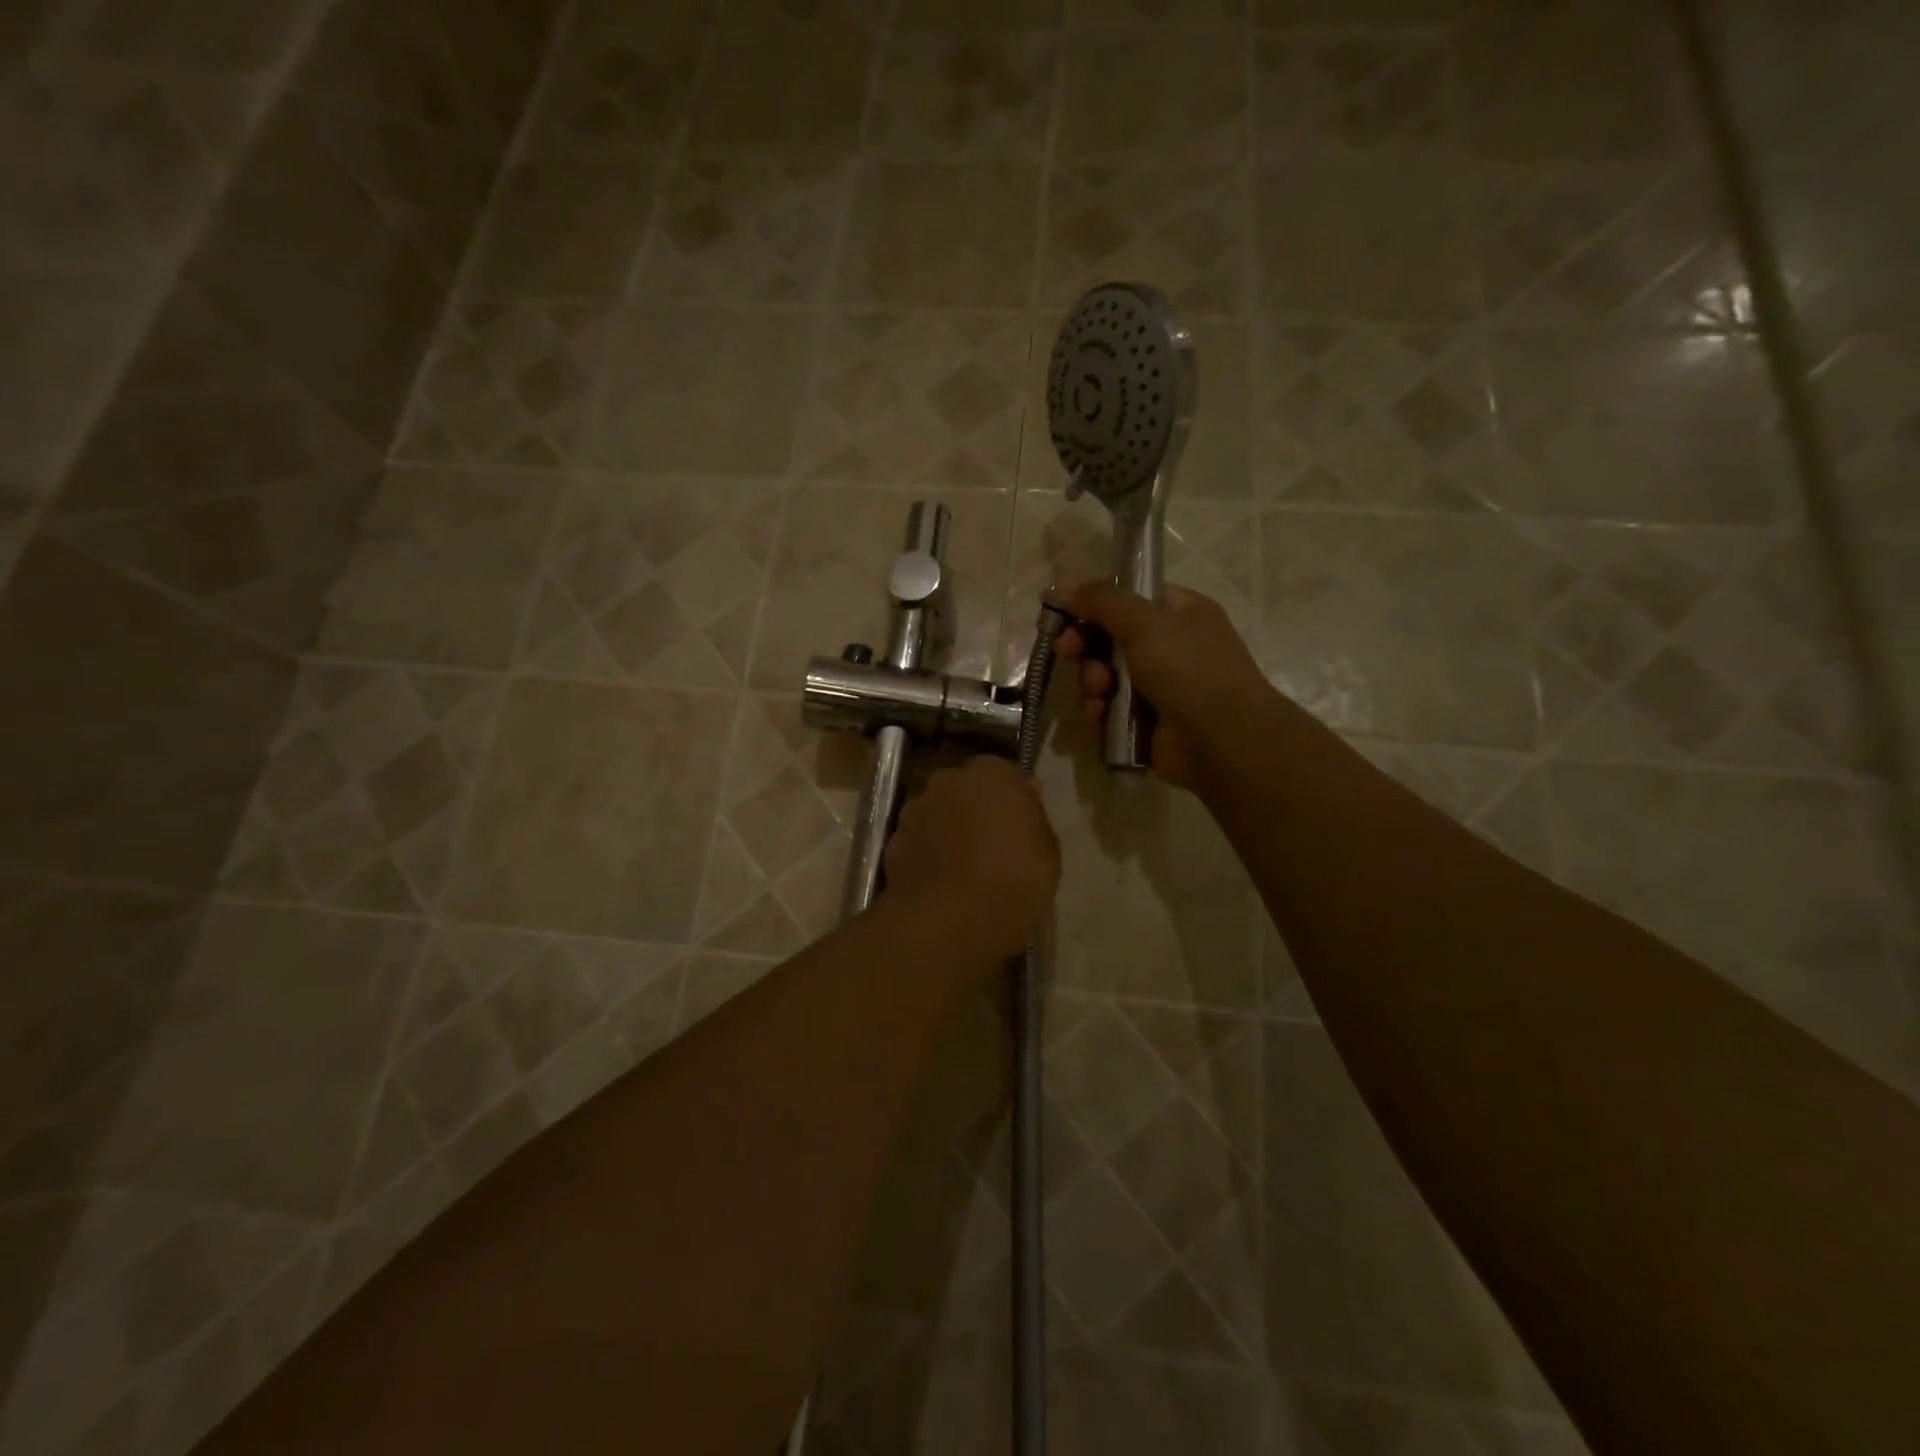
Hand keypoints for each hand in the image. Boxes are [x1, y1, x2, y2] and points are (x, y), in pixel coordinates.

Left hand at [884, 757, 1060, 959]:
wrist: (948, 919)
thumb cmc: (1014, 879)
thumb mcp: (1047, 852)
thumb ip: (1034, 815)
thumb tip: (1028, 790)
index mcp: (992, 773)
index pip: (1003, 775)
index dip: (1010, 801)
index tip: (1018, 828)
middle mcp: (949, 780)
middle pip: (965, 791)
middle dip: (974, 811)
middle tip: (991, 848)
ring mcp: (916, 810)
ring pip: (937, 815)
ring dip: (947, 833)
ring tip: (964, 873)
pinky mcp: (893, 842)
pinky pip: (918, 844)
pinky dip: (926, 858)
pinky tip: (940, 886)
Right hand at [1056, 582, 1273, 791]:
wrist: (1221, 739)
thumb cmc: (1188, 668)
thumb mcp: (1144, 622)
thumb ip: (1101, 600)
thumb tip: (1062, 584)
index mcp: (1182, 614)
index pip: (1131, 597)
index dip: (1095, 602)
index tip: (1063, 611)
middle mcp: (1172, 647)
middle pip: (1112, 638)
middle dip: (1087, 646)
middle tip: (1067, 651)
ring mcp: (1160, 687)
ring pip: (1106, 675)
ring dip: (1093, 680)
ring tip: (1098, 689)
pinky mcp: (1147, 722)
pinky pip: (1111, 709)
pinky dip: (1101, 710)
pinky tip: (1100, 715)